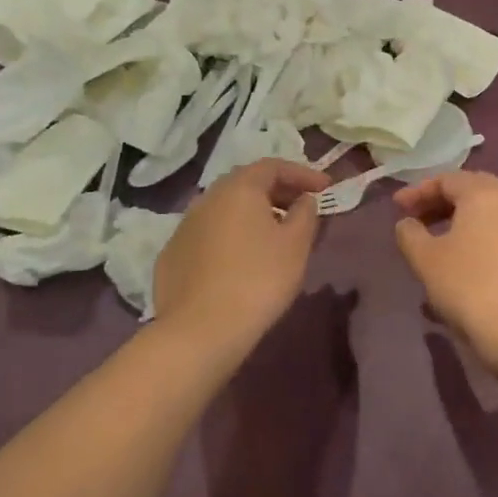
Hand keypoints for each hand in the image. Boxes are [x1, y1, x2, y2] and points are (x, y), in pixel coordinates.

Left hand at [154, 159, 329, 354]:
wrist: (200, 330)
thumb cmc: (258, 280)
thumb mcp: (296, 245)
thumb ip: (305, 214)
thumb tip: (303, 200)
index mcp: (238, 188)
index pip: (273, 166)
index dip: (302, 174)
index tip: (325, 188)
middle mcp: (207, 198)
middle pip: (246, 184)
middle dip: (277, 191)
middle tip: (301, 207)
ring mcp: (184, 226)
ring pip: (225, 209)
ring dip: (252, 214)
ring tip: (274, 234)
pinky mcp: (172, 255)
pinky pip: (208, 235)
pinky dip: (230, 236)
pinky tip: (241, 259)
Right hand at [393, 171, 497, 371]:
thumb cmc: (471, 287)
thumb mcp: (426, 260)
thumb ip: (410, 235)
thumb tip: (408, 224)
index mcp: (486, 193)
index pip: (447, 179)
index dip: (417, 191)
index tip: (397, 208)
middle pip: (472, 191)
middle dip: (441, 203)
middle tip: (417, 219)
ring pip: (490, 214)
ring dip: (461, 222)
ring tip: (438, 243)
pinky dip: (480, 239)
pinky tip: (466, 264)